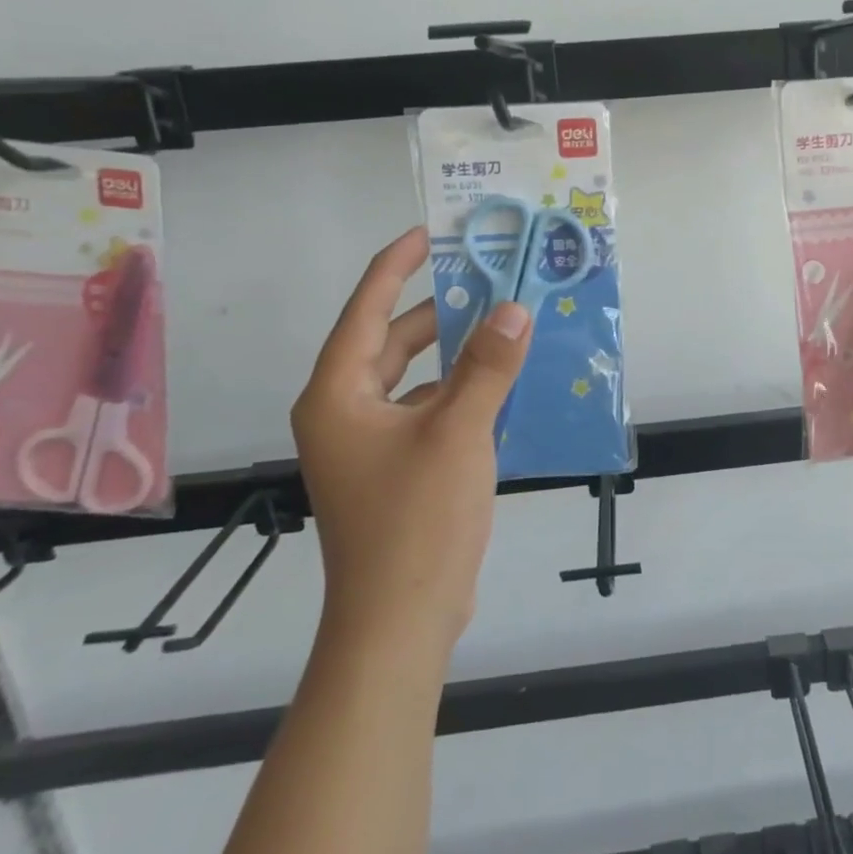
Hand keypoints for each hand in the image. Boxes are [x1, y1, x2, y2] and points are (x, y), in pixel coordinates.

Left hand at [291, 227, 531, 649]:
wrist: (401, 621)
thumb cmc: (417, 519)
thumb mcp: (458, 432)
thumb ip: (488, 366)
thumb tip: (514, 309)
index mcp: (338, 395)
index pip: (365, 311)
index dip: (395, 266)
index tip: (428, 232)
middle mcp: (344, 412)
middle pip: (390, 343)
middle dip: (436, 311)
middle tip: (485, 279)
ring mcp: (369, 444)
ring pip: (412, 379)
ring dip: (453, 354)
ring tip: (501, 325)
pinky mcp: (395, 469)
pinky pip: (427, 410)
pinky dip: (459, 392)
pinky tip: (500, 384)